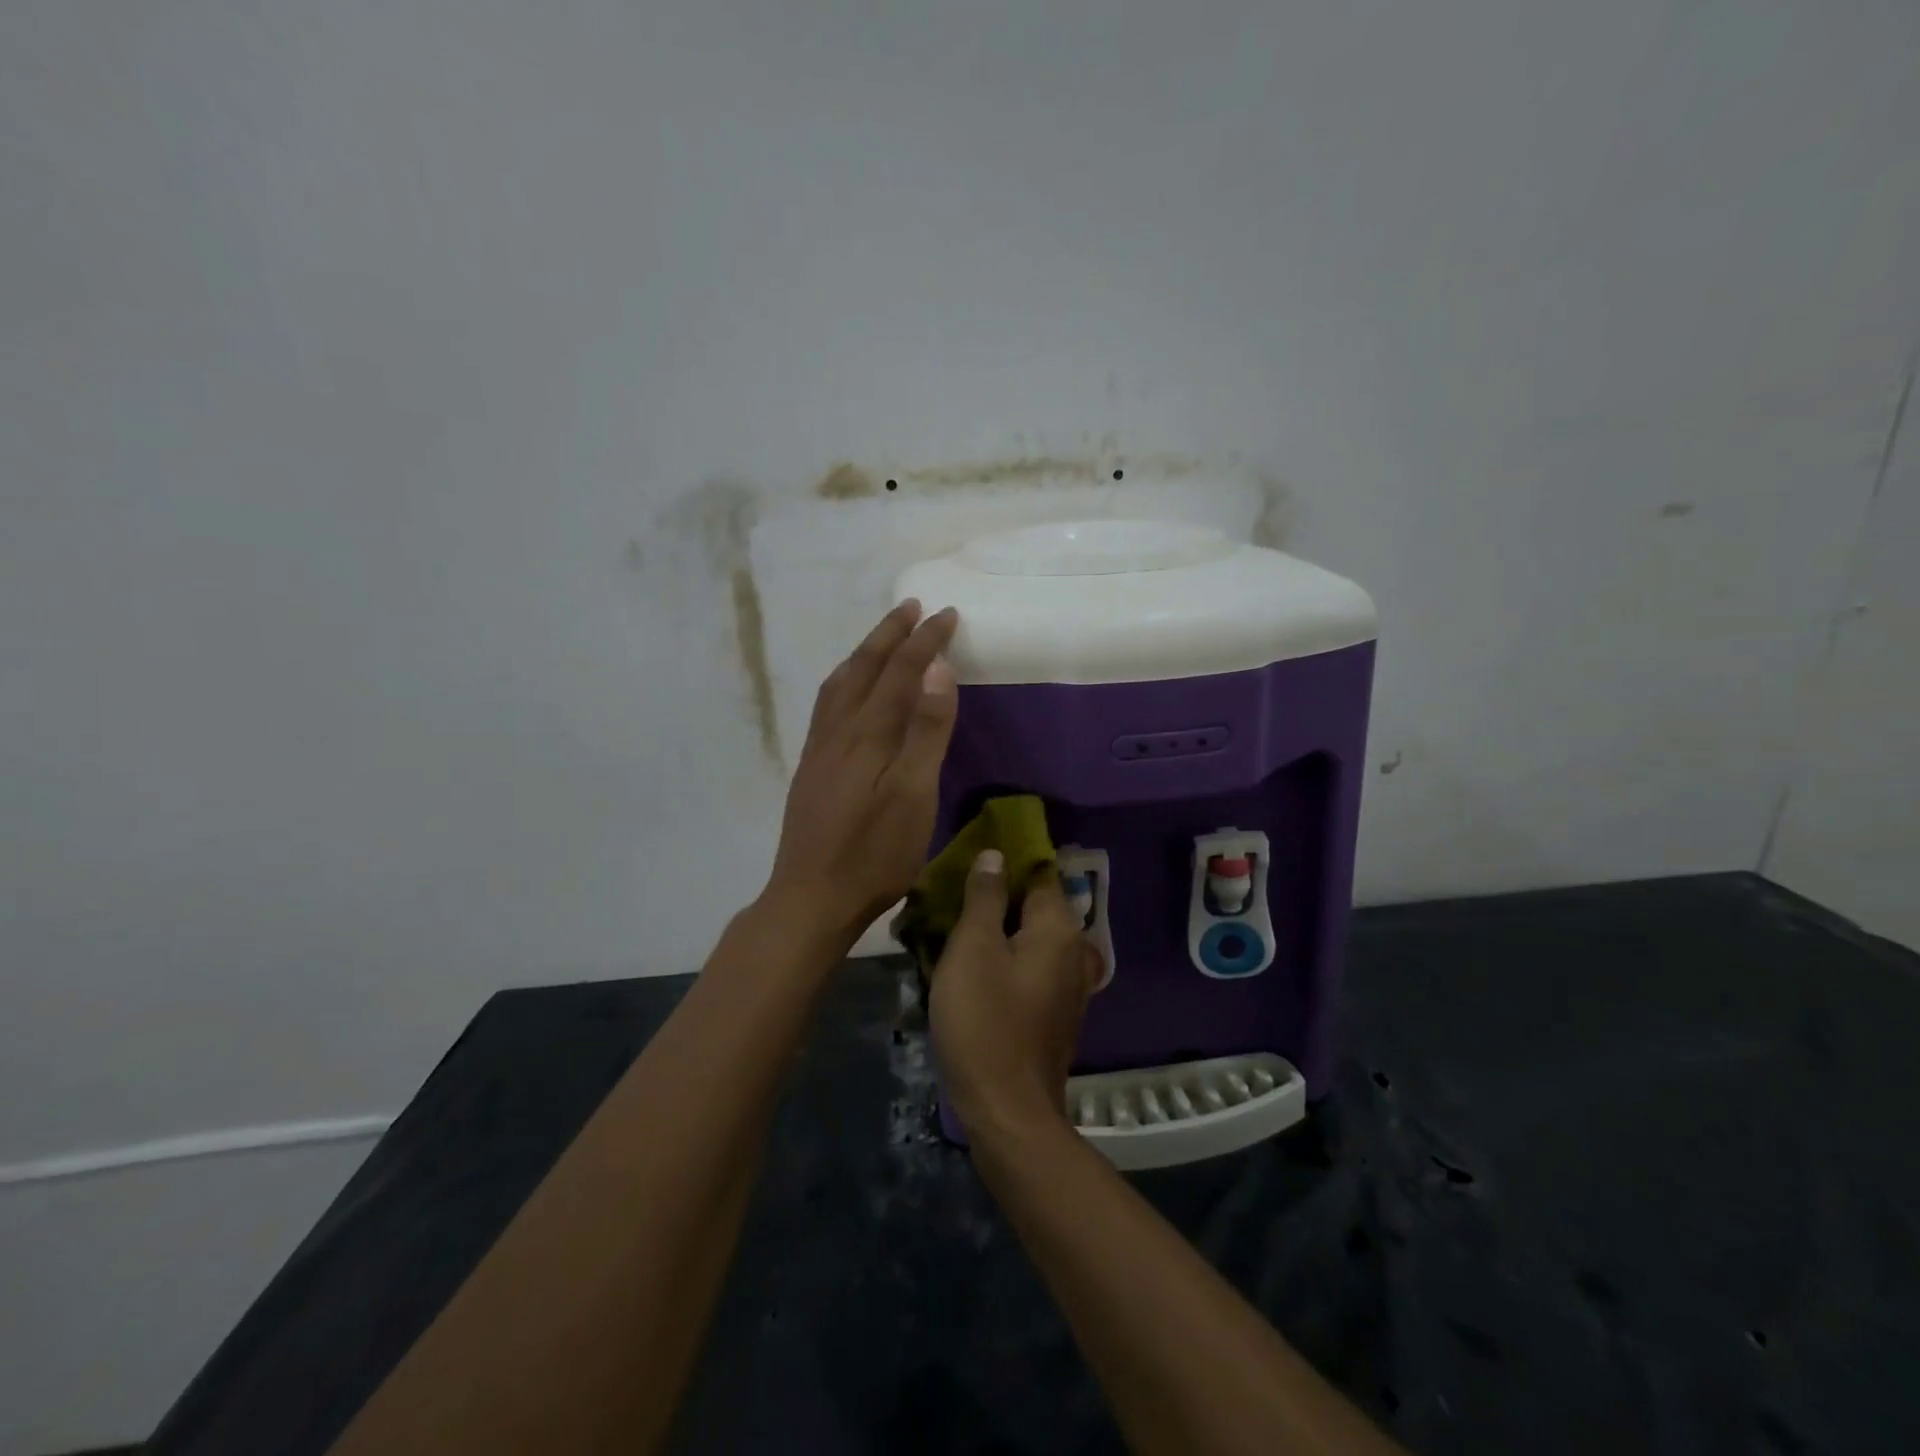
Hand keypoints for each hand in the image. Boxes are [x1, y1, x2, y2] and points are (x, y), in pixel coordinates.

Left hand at [762, 600, 959, 951]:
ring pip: (840, 683)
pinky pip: (829, 705)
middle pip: (863, 668)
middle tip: (911, 607)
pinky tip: (849, 693)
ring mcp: (820, 749)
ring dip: (863, 653)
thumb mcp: (913, 795)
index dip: (924, 641)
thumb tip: (936, 668)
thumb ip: (925, 731)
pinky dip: (846, 680)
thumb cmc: (873, 854)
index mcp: (867, 733)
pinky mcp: (812, 768)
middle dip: (890, 634)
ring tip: (881, 638)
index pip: (900, 671)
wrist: (811, 898)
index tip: (946, 614)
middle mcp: (838, 730)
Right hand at [927, 850, 1103, 1139]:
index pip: (1039, 872)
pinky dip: (1006, 957)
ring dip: (998, 927)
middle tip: (953, 891)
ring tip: (955, 924)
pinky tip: (973, 964)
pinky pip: (1030, 966)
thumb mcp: (974, 949)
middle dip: (997, 894)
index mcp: (1059, 928)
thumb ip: (985, 897)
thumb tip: (996, 855)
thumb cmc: (985, 1021)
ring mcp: (1068, 984)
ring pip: (1031, 938)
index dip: (1007, 859)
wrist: (1007, 1110)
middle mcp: (1074, 950)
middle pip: (1035, 905)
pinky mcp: (1054, 1011)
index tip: (972, 854)